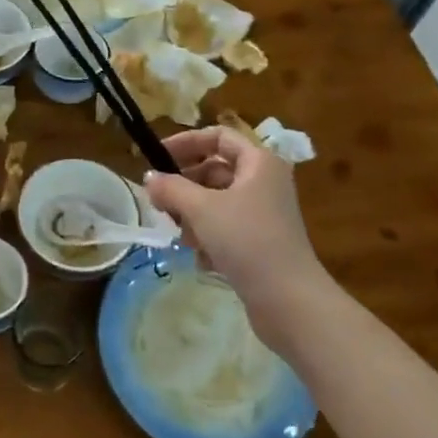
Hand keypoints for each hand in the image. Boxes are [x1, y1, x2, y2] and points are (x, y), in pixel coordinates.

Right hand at [143, 126, 332, 314]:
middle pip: (214, 170)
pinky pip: (225, 227)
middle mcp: (264, 183)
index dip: (185, 142)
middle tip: (160, 202)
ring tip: (179, 234)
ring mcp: (263, 214)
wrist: (289, 301)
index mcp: (259, 163)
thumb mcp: (201, 209)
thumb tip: (149, 178)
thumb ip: (171, 187)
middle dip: (184, 185)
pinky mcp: (260, 242)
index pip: (218, 137)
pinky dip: (208, 237)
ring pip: (216, 201)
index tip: (157, 158)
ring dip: (192, 214)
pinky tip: (200, 257)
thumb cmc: (247, 241)